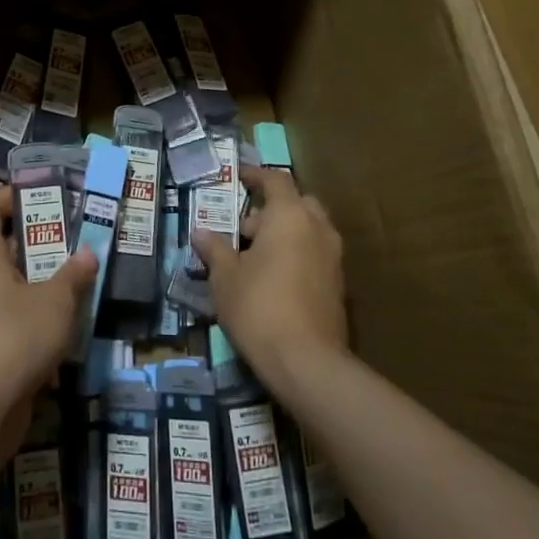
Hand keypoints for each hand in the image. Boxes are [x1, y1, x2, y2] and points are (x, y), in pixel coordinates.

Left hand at [0, 185, 97, 462]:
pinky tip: (70, 323)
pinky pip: (16, 319)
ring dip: (44, 281)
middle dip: (40, 241)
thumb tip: (88, 253)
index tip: (43, 195)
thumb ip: (73, 276)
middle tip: (76, 236)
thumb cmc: (13, 338)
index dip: (10, 196)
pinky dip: (40, 317)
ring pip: (14, 285)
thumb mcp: (55, 302)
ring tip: (80, 276)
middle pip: (4, 247)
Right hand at [191, 165, 347, 392]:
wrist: (307, 363)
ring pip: (308, 229)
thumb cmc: (259, 306)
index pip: (276, 180)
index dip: (256, 175)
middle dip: (271, 210)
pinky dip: (296, 255)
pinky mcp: (338, 285)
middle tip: (243, 230)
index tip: (238, 178)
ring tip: (253, 258)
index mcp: (290, 215)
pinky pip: (315, 254)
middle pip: (296, 203)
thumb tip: (200, 232)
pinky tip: (272, 280)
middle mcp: (317, 227)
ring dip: (284, 234)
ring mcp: (333, 257)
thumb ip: (214, 249)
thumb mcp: (225, 277)